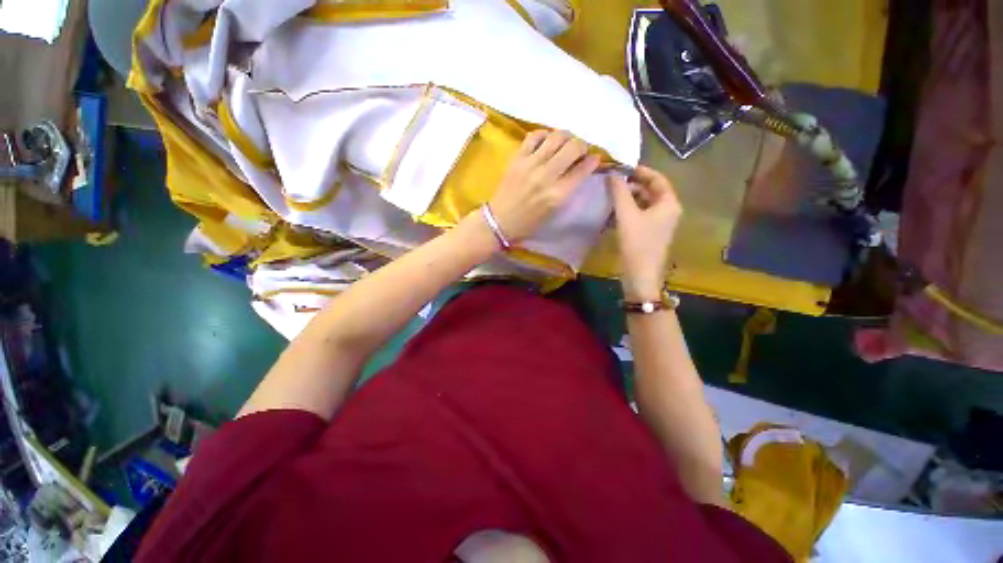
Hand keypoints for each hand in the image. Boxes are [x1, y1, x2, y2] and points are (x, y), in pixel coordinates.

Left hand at [488, 130, 600, 241]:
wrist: (500, 221)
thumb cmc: (530, 222)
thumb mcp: (555, 211)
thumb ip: (570, 189)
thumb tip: (583, 167)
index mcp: (558, 194)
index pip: (583, 169)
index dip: (593, 160)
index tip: (594, 159)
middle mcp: (546, 176)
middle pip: (573, 147)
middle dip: (582, 146)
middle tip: (579, 151)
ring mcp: (530, 164)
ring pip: (556, 137)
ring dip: (566, 137)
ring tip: (565, 143)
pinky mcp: (517, 158)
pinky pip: (534, 136)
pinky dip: (544, 134)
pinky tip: (547, 141)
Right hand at [607, 166, 682, 300]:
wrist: (640, 275)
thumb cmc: (637, 243)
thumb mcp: (627, 215)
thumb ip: (619, 192)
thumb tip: (612, 173)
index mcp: (668, 204)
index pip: (658, 179)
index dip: (641, 171)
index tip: (622, 167)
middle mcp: (667, 211)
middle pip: (651, 191)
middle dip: (632, 185)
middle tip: (613, 182)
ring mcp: (659, 224)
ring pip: (644, 204)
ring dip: (628, 198)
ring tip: (610, 195)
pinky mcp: (649, 234)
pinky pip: (639, 216)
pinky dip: (628, 211)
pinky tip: (613, 212)